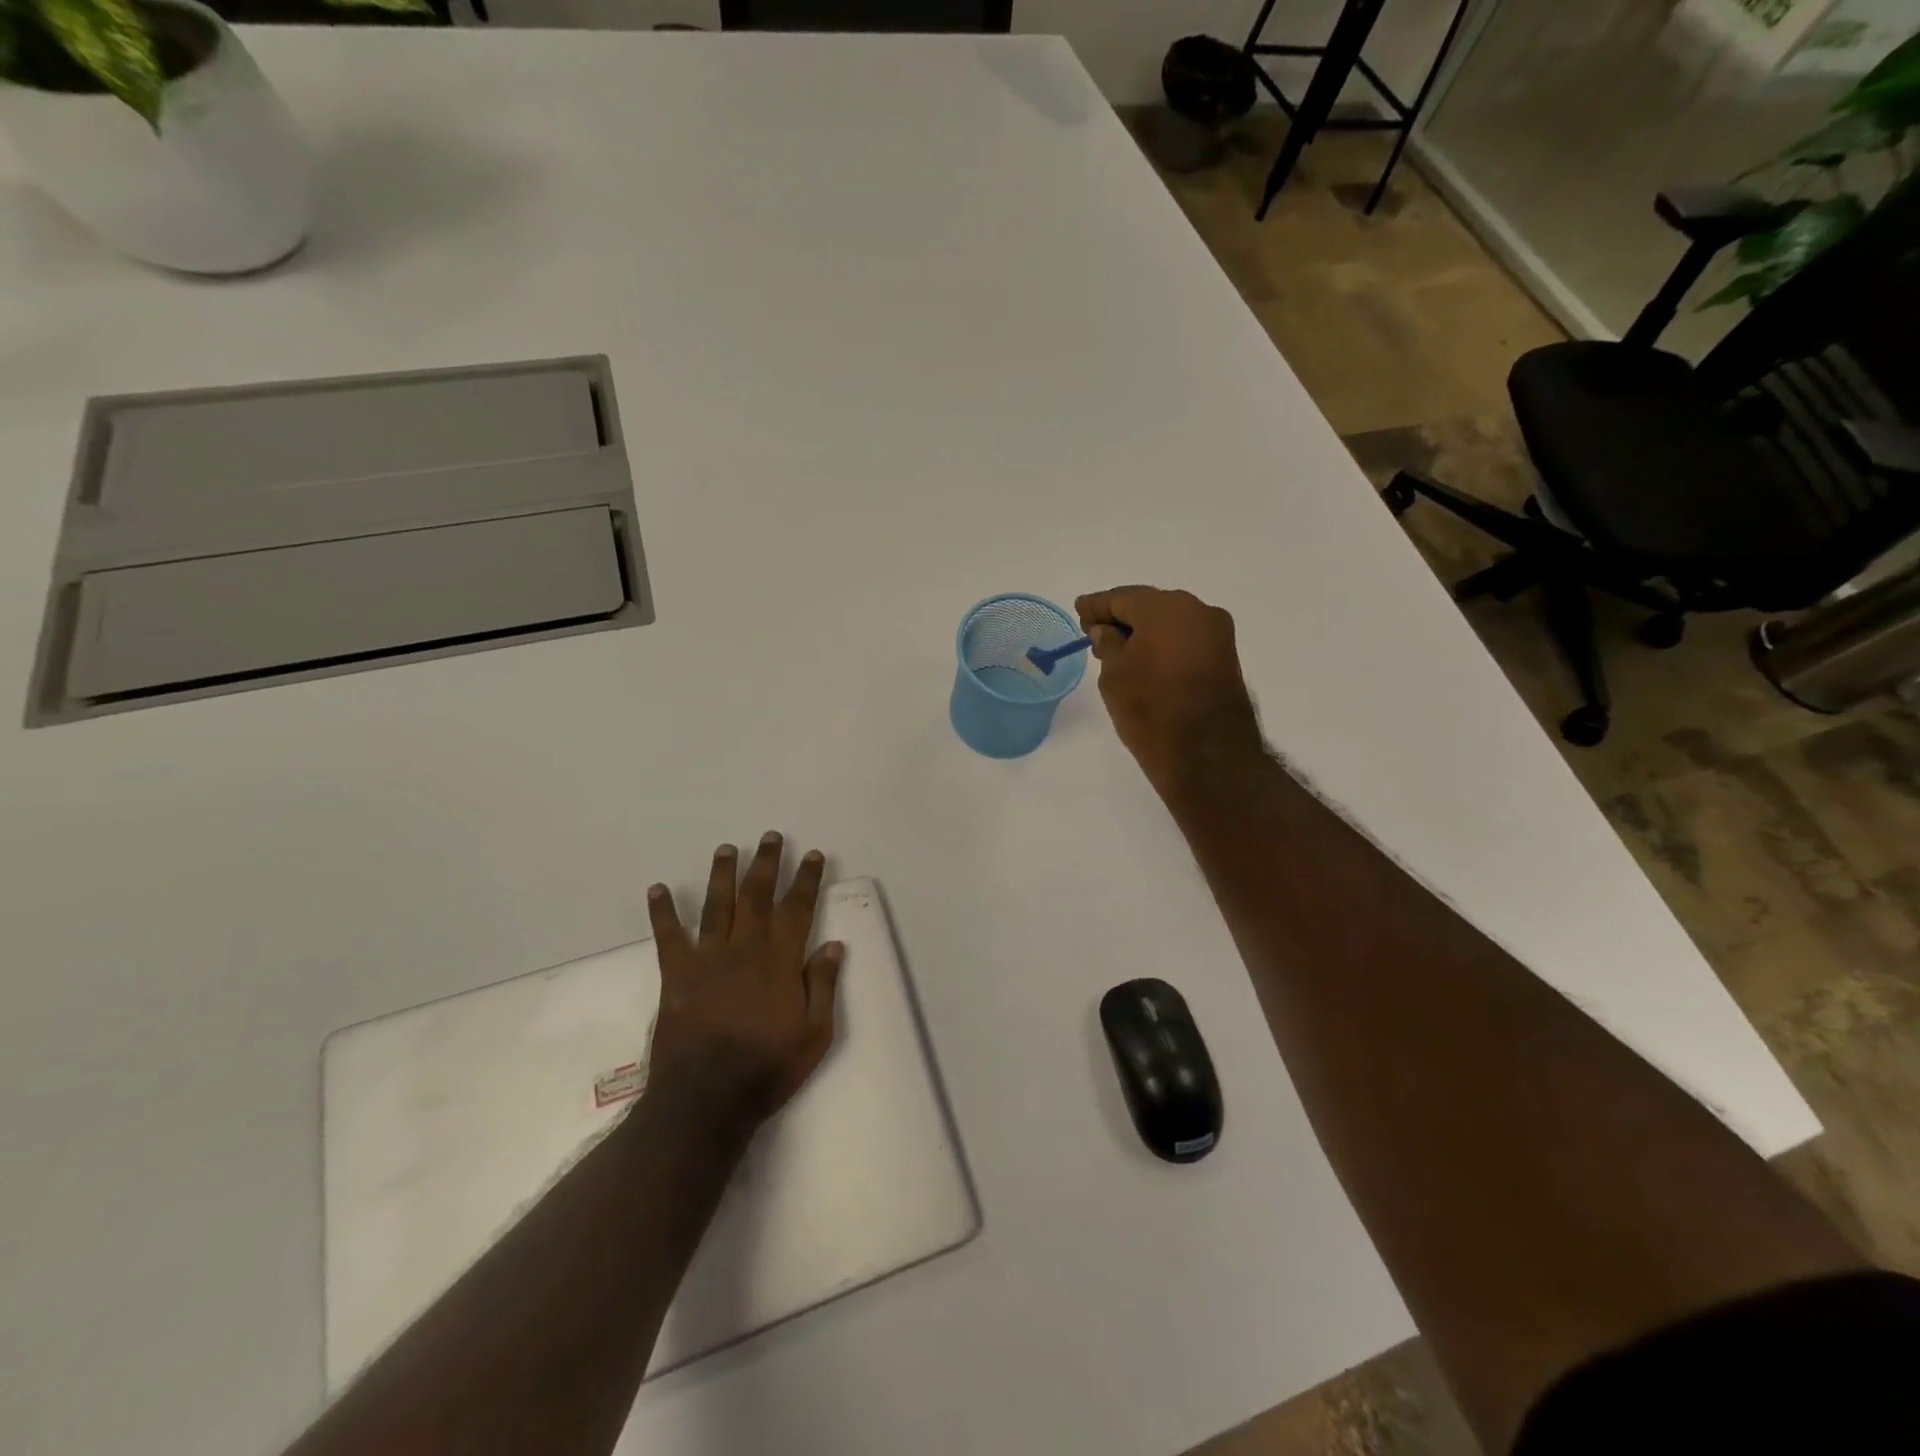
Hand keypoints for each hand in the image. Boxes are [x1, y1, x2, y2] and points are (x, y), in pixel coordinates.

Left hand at [643, 833, 843, 1142]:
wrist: (705, 1101)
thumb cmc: (767, 1069)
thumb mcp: (815, 1034)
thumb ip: (823, 985)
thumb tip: (834, 944)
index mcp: (780, 961)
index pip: (798, 909)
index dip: (807, 879)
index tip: (813, 855)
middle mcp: (745, 949)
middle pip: (757, 896)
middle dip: (767, 863)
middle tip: (771, 837)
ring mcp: (708, 959)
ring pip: (717, 905)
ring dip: (723, 874)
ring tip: (727, 848)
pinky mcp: (677, 975)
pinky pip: (669, 936)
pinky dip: (662, 911)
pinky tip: (657, 889)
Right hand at [1075, 586, 1263, 785]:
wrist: (1208, 754)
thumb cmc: (1151, 709)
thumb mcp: (1114, 676)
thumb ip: (1108, 644)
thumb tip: (1107, 631)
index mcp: (1166, 607)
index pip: (1122, 598)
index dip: (1097, 606)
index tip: (1079, 610)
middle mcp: (1197, 610)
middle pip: (1150, 607)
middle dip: (1122, 617)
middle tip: (1095, 631)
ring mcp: (1217, 634)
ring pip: (1171, 624)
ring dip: (1144, 633)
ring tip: (1117, 650)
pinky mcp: (1225, 658)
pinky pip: (1186, 640)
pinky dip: (1164, 645)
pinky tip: (1145, 660)